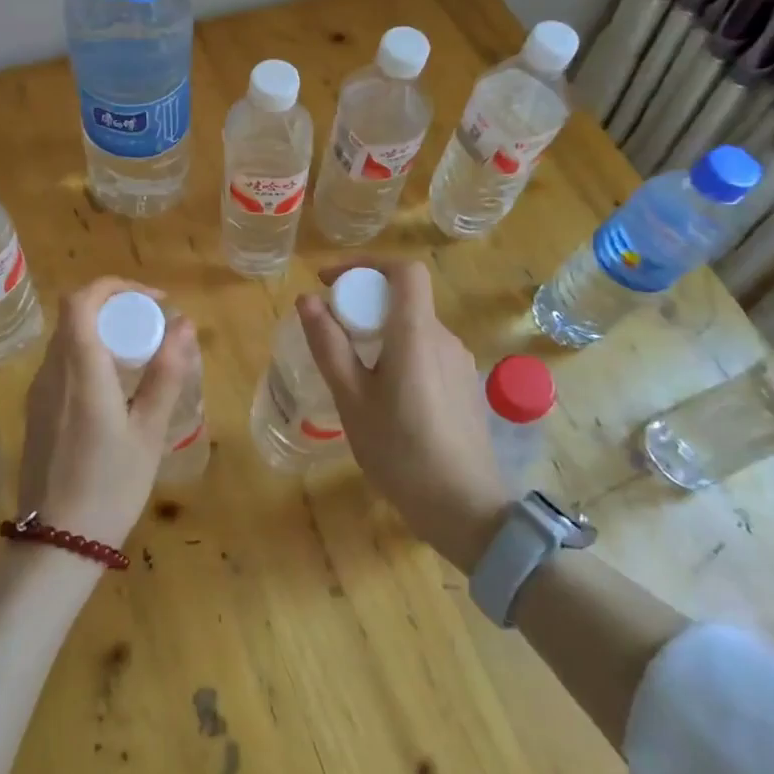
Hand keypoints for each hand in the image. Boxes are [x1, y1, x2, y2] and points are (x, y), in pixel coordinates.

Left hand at [19, 278, 198, 548]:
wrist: (56, 544)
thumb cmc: (110, 486)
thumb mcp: (149, 431)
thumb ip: (166, 372)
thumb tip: (184, 324)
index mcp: (81, 370)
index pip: (82, 299)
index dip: (117, 287)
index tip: (154, 301)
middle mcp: (52, 371)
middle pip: (76, 315)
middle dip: (117, 308)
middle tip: (155, 328)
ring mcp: (39, 391)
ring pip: (68, 339)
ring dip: (103, 332)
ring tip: (142, 355)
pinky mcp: (36, 410)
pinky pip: (62, 364)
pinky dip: (91, 355)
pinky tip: (116, 387)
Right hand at [297, 259, 507, 570]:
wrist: (465, 509)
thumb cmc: (400, 451)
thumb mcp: (352, 399)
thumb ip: (329, 345)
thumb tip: (308, 299)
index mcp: (417, 333)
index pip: (404, 270)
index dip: (366, 264)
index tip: (331, 282)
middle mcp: (444, 338)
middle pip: (405, 299)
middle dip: (364, 302)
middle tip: (332, 332)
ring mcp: (460, 363)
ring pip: (415, 328)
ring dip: (381, 332)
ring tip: (352, 370)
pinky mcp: (465, 386)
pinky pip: (427, 352)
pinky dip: (400, 353)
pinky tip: (384, 396)